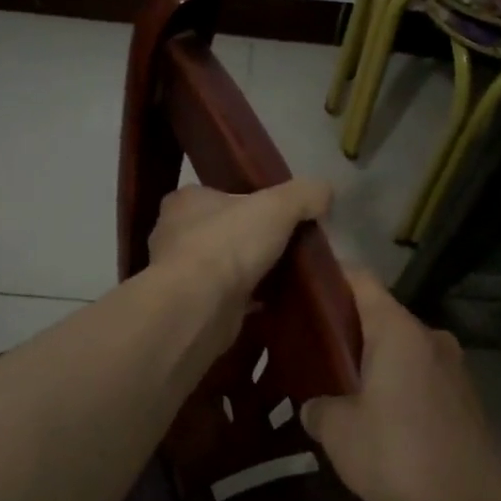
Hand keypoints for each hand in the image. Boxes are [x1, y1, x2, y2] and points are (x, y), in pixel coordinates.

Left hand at [145, 179, 331, 352]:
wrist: (197, 308)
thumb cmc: (228, 244)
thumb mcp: (278, 206)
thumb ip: (304, 194)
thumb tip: (325, 192)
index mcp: (186, 201)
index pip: (218, 194)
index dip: (247, 200)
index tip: (277, 213)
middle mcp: (175, 235)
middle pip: (222, 231)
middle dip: (250, 239)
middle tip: (288, 245)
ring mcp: (180, 275)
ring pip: (223, 266)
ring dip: (249, 272)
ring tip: (287, 275)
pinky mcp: (192, 307)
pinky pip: (226, 299)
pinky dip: (248, 301)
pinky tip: (275, 303)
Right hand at [300, 272, 500, 500]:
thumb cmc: (398, 454)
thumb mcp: (340, 433)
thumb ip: (319, 409)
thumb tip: (315, 407)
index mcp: (398, 330)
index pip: (361, 280)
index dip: (332, 276)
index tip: (304, 285)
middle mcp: (429, 337)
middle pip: (382, 315)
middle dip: (348, 328)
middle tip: (313, 348)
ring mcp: (453, 367)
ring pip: (403, 350)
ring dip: (375, 362)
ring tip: (343, 388)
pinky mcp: (465, 399)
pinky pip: (421, 377)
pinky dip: (398, 386)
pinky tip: (380, 419)